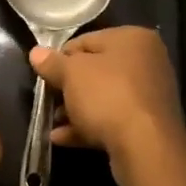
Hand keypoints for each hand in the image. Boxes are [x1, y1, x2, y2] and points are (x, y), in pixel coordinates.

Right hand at [30, 27, 184, 185]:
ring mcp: (149, 95)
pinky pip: (112, 119)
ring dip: (74, 109)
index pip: (86, 41)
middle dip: (67, 87)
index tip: (44, 75)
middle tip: (47, 99)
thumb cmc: (107, 96)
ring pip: (103, 97)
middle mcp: (147, 62)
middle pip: (95, 70)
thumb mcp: (71, 74)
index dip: (60, 58)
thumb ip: (52, 62)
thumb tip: (36, 52)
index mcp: (132, 38)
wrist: (145, 147)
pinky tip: (62, 138)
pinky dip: (88, 126)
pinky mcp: (147, 124)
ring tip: (52, 122)